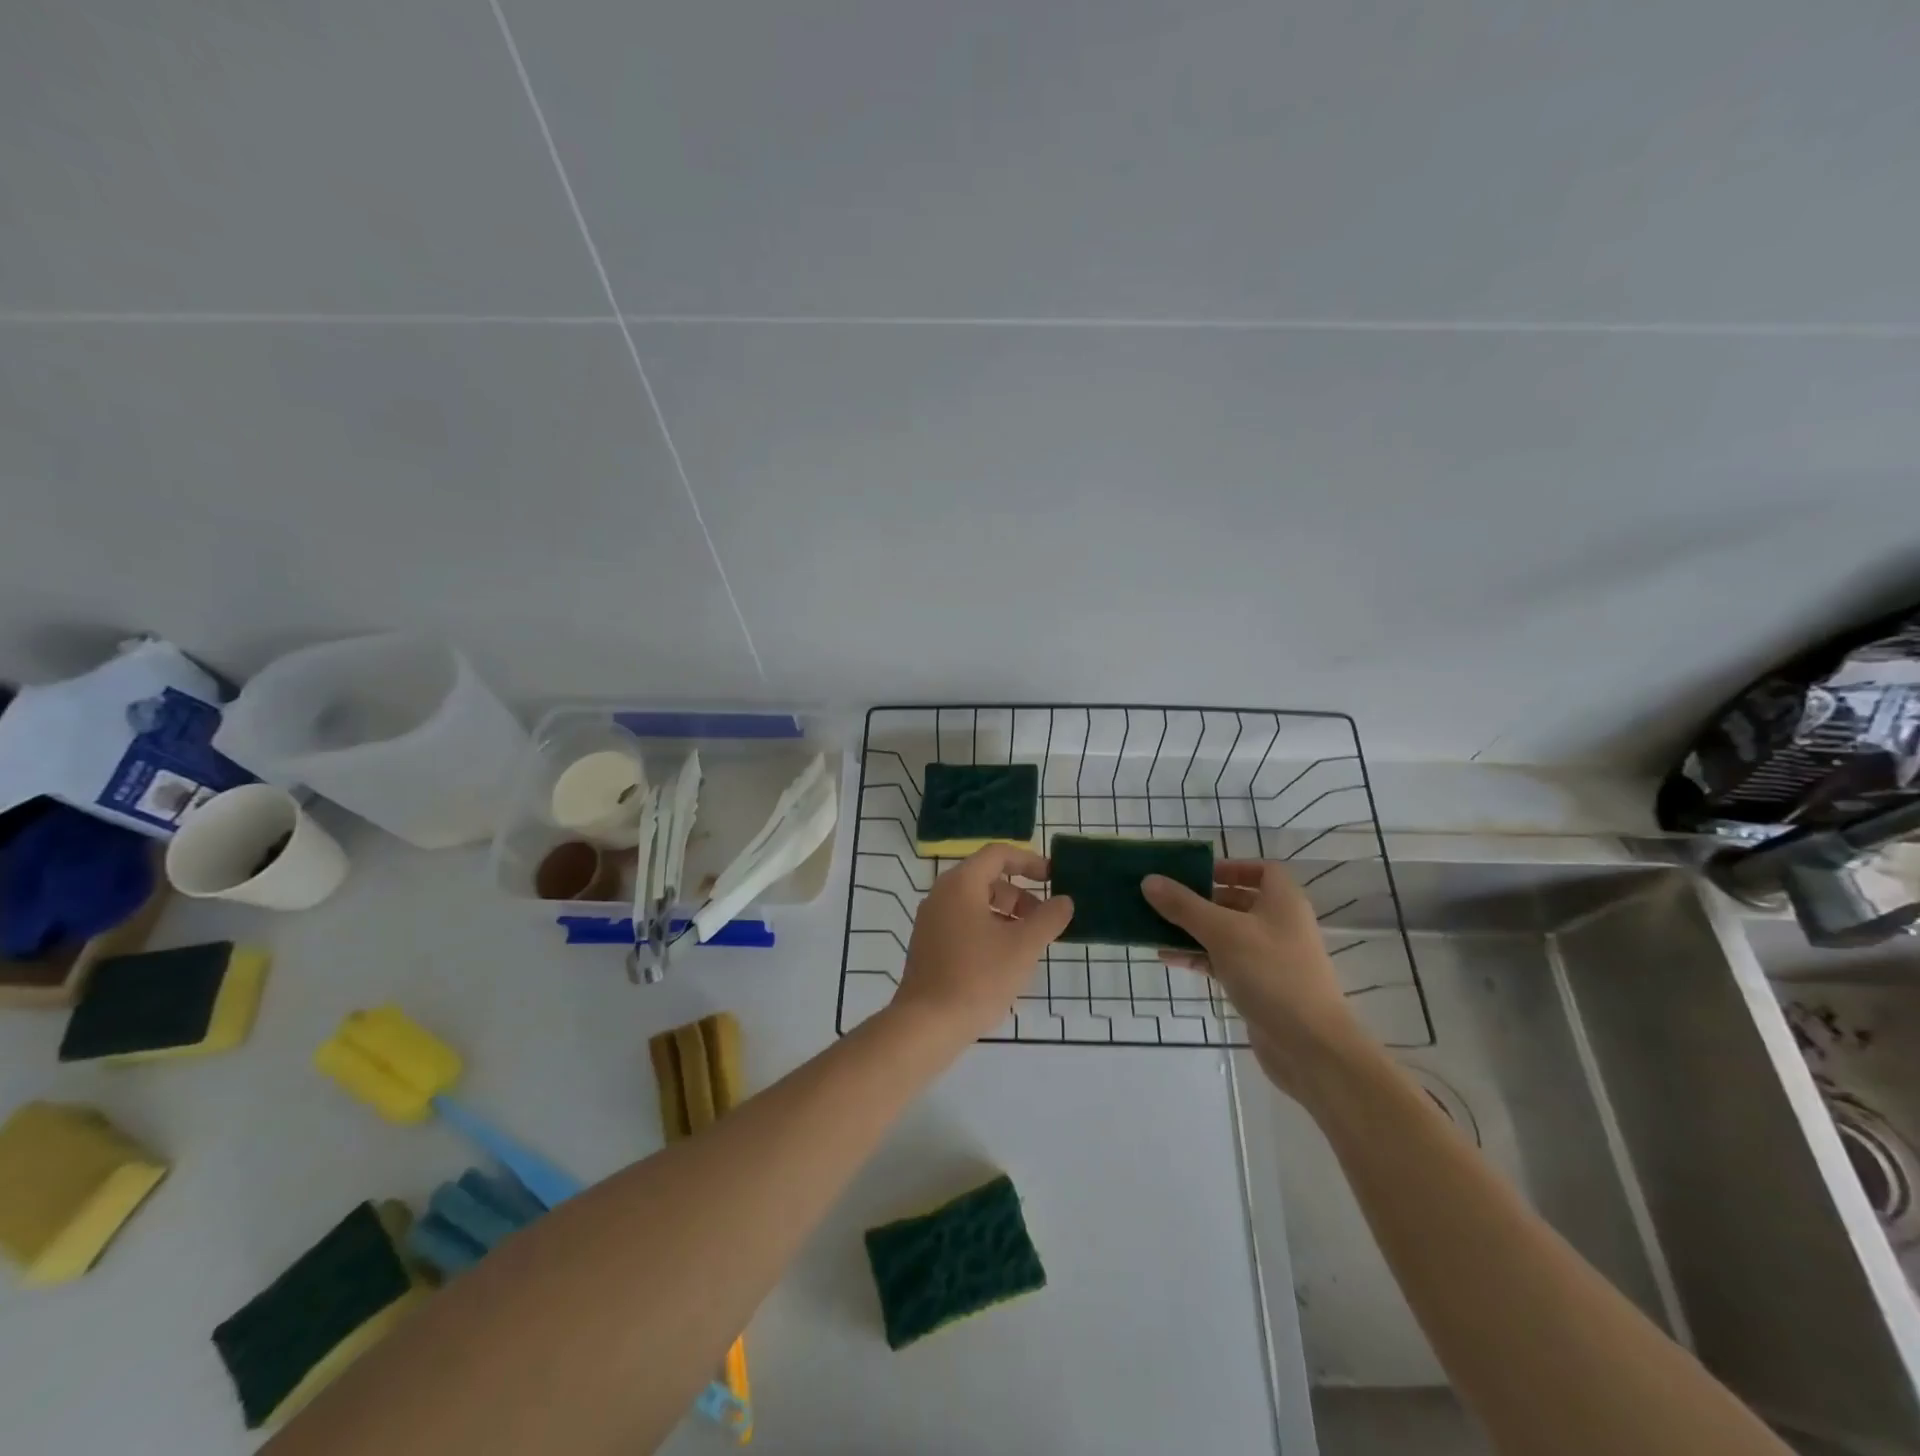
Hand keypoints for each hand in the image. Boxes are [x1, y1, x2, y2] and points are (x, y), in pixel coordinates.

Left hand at [894, 845, 1074, 1042]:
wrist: (927, 1024)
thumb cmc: (978, 977)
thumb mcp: (1023, 946)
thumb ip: (1049, 918)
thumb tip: (1064, 901)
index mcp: (961, 884)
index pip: (997, 854)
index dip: (1029, 861)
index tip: (1054, 878)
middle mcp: (941, 895)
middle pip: (987, 879)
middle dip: (1021, 895)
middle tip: (1045, 920)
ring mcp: (931, 921)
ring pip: (976, 904)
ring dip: (1007, 915)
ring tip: (1029, 945)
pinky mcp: (928, 946)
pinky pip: (964, 924)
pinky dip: (989, 930)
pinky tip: (1004, 962)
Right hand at [1142, 861, 1369, 1094]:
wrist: (1310, 1047)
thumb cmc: (1271, 974)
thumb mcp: (1222, 932)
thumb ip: (1184, 905)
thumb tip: (1149, 880)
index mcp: (1282, 901)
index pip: (1261, 870)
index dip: (1230, 866)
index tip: (1196, 872)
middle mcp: (1279, 924)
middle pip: (1237, 900)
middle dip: (1200, 899)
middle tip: (1164, 898)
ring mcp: (1270, 957)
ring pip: (1226, 933)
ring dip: (1193, 929)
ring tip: (1155, 926)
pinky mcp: (1259, 986)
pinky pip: (1223, 961)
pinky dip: (1199, 956)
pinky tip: (1168, 957)